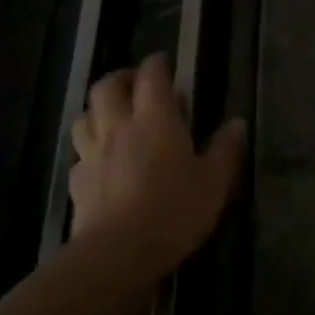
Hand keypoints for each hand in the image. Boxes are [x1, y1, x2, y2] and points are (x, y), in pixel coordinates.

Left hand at [68, 54, 245, 276]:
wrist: (119, 252)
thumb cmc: (175, 211)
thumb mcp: (215, 182)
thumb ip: (225, 150)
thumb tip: (236, 123)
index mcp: (156, 120)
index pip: (152, 76)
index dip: (157, 64)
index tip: (164, 62)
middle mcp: (119, 127)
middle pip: (107, 87)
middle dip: (121, 78)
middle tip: (136, 84)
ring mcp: (92, 154)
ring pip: (85, 116)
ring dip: (98, 110)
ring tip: (114, 119)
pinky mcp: (77, 182)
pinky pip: (79, 155)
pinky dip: (89, 151)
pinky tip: (101, 164)